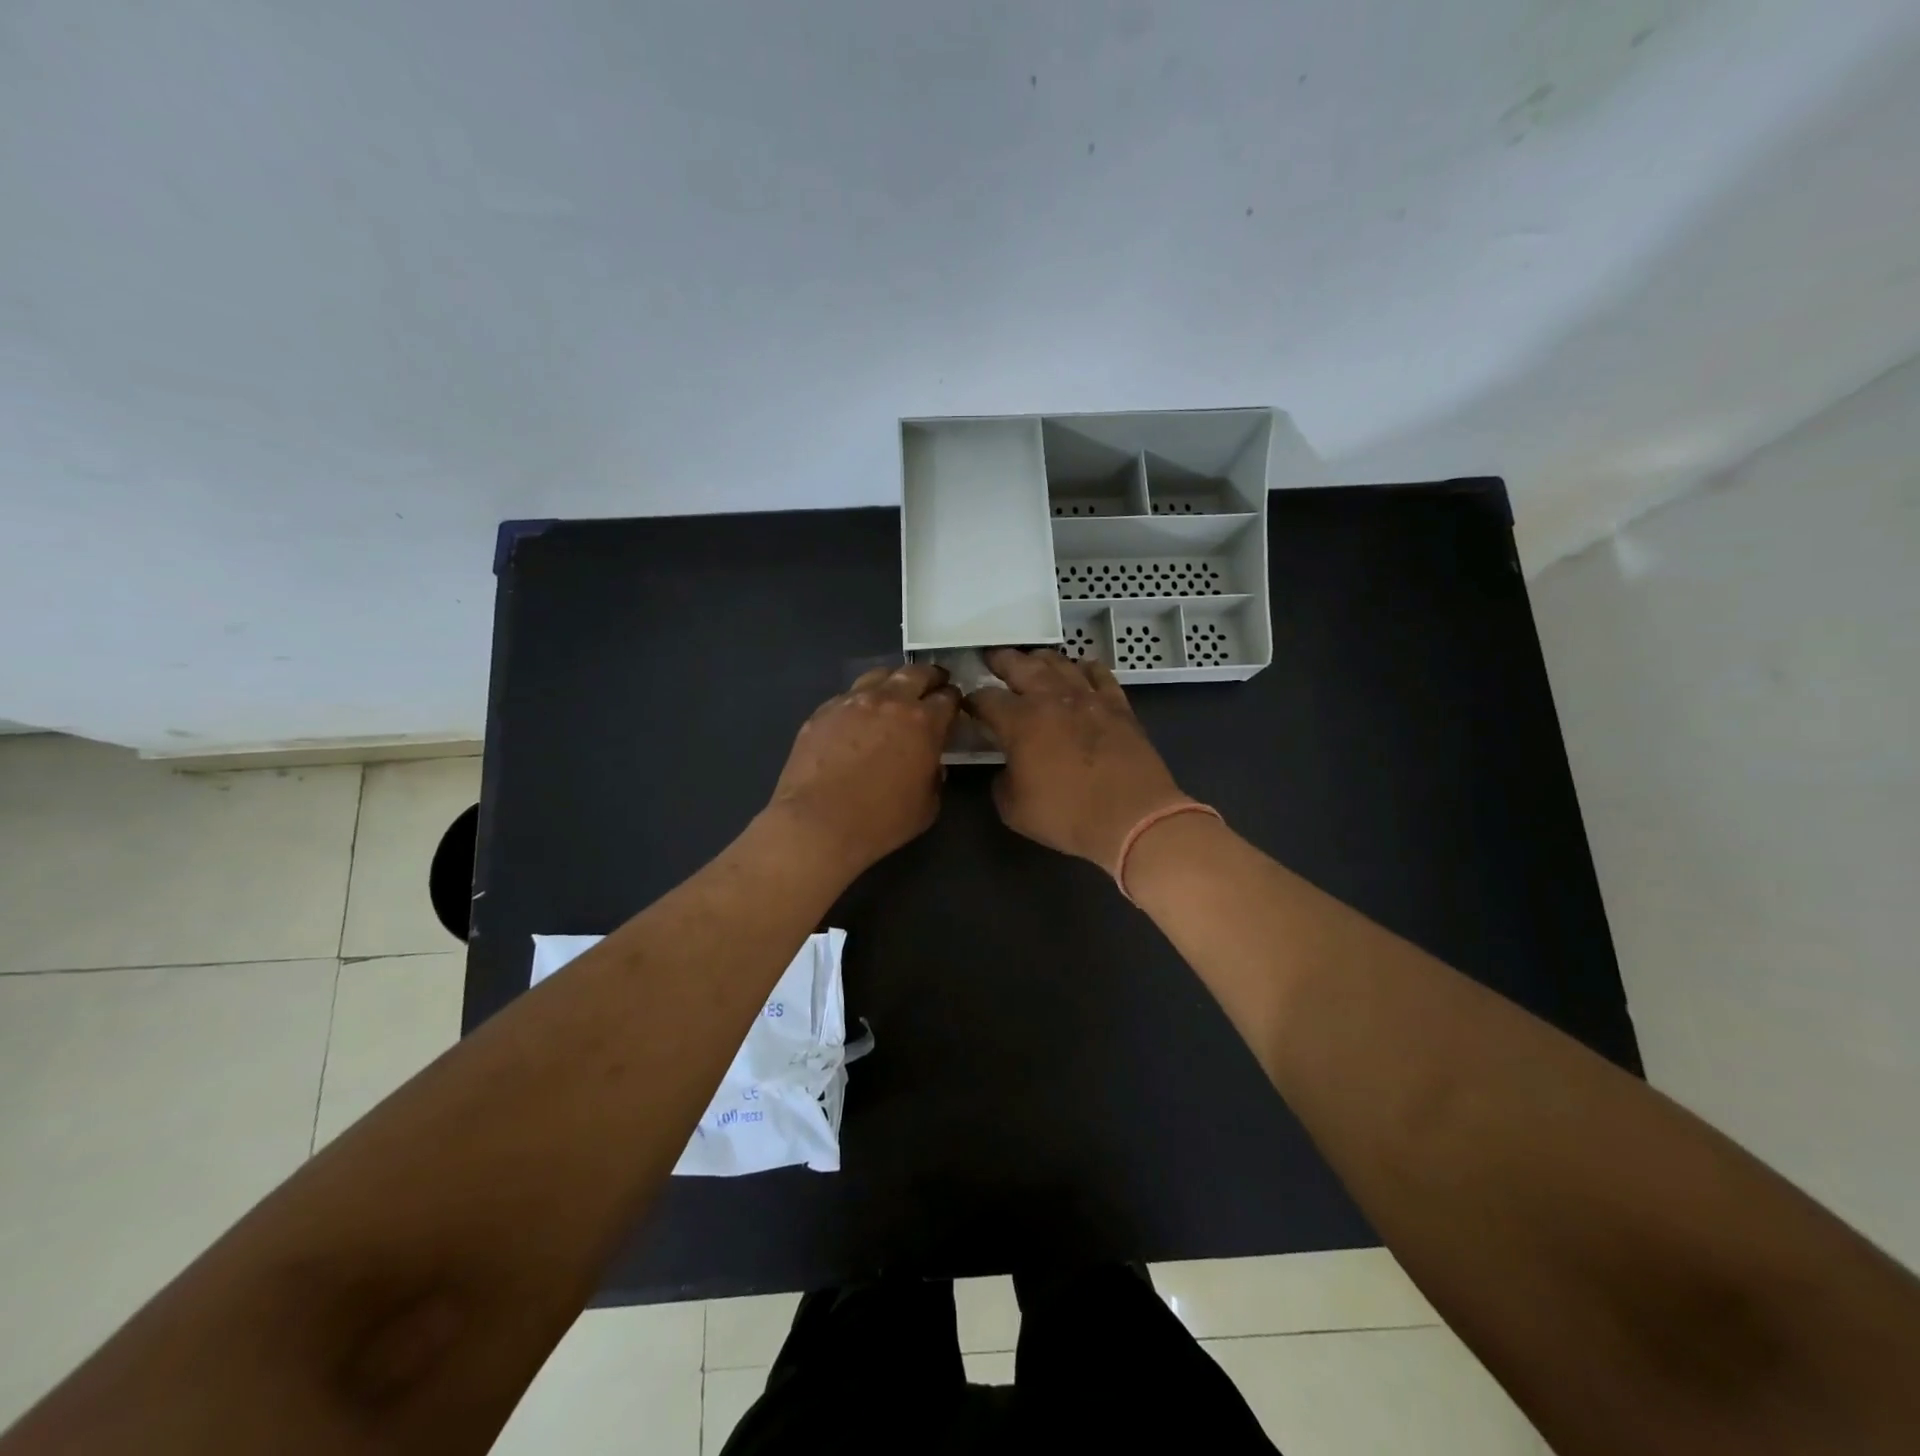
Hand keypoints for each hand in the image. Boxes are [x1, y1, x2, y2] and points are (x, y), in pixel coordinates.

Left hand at [768, 663, 960, 874]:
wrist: (818, 823)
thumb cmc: (881, 821)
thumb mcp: (927, 807)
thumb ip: (934, 778)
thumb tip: (930, 766)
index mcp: (924, 723)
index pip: (948, 698)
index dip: (953, 700)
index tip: (953, 705)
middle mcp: (890, 701)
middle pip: (916, 673)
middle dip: (930, 677)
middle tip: (933, 684)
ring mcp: (853, 701)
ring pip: (879, 675)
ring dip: (893, 680)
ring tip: (894, 692)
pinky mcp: (823, 711)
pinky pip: (848, 695)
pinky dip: (860, 699)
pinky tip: (858, 716)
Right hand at [966, 648, 1190, 873]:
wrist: (1132, 816)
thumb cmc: (1067, 815)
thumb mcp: (1014, 809)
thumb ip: (1002, 781)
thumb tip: (1008, 768)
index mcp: (1020, 721)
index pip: (986, 700)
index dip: (973, 700)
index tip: (968, 704)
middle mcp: (1051, 699)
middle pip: (1021, 666)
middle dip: (1002, 661)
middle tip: (992, 658)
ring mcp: (1088, 698)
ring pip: (1060, 664)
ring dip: (1041, 659)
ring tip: (1032, 659)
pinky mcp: (1118, 706)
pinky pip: (1100, 675)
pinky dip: (1087, 668)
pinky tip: (1082, 668)